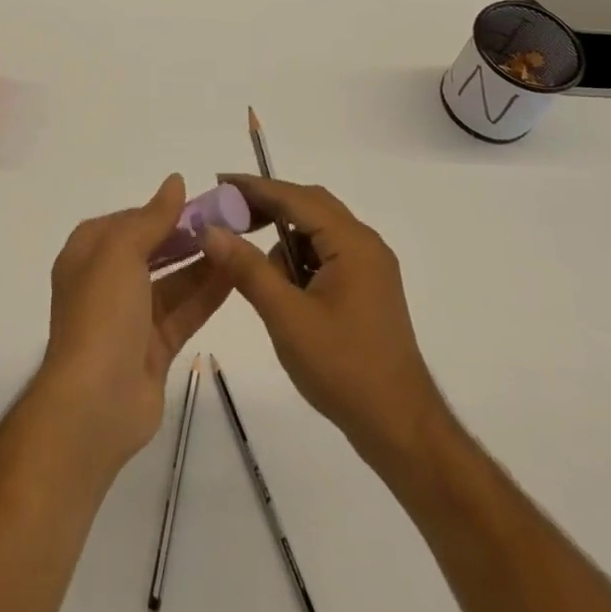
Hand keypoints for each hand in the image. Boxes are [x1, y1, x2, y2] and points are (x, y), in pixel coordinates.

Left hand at [38, 174, 231, 471]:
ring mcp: (130, 317)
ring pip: (172, 281)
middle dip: (186, 236)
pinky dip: (207, 295)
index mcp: (88, 254)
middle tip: (229, 223)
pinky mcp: (153, 348)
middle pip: (152, 249)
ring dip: (202, 263)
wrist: (94, 404)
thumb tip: (175, 181)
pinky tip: (236, 277)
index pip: (128, 221)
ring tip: (240, 244)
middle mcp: (106, 281)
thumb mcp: (122, 252)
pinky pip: (184, 312)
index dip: (162, 211)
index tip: (200, 202)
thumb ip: (152, 217)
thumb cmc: (102, 314)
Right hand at [200, 176, 446, 471]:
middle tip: (227, 216)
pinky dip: (299, 259)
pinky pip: (326, 254)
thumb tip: (210, 230)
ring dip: (283, 237)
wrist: (400, 428)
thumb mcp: (286, 317)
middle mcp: (365, 244)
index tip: (218, 182)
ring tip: (250, 262)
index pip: (295, 197)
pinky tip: (281, 286)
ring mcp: (370, 267)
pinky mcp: (367, 288)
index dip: (254, 188)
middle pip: (309, 206)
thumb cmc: (343, 369)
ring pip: (317, 231)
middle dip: (267, 207)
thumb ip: (247, 268)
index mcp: (352, 242)